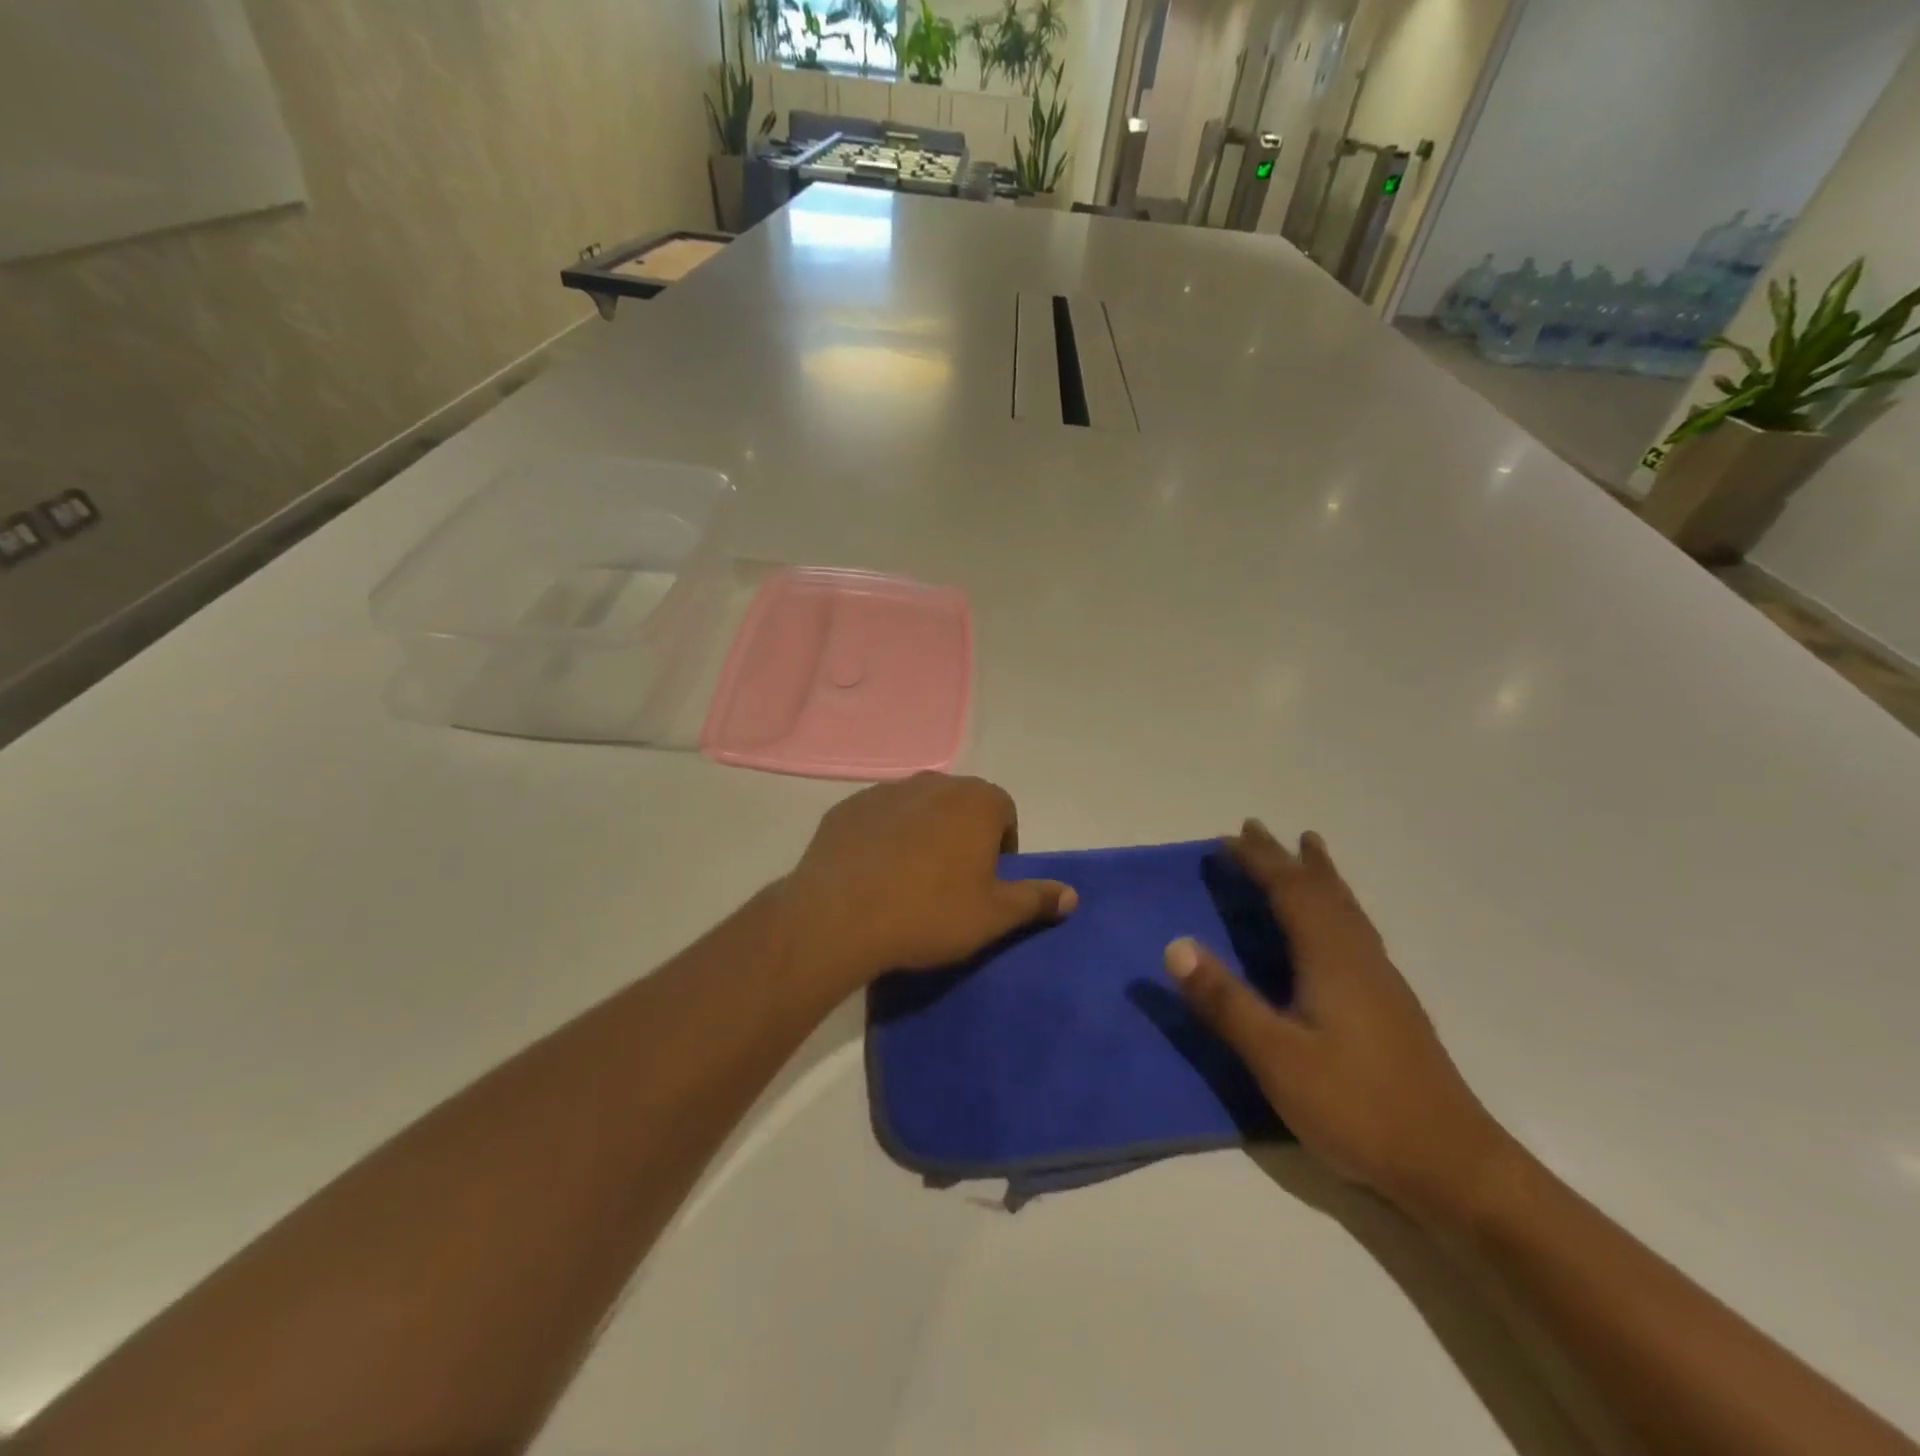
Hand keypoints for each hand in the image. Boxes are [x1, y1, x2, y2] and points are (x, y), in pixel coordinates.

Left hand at [779, 774, 1077, 992]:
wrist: (841, 916)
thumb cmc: (930, 913)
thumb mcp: (993, 915)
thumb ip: (1036, 899)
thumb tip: (1072, 895)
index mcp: (976, 801)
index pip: (1003, 812)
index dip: (1001, 846)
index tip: (987, 881)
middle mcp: (934, 783)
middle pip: (960, 805)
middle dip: (963, 836)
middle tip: (951, 882)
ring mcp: (886, 791)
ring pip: (918, 809)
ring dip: (922, 834)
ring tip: (909, 880)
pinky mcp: (848, 807)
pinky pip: (878, 819)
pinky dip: (883, 838)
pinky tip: (873, 874)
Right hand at [1165, 821, 1513, 1226]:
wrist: (1454, 1167)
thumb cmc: (1358, 1107)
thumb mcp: (1276, 1057)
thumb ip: (1225, 1001)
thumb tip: (1175, 945)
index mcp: (1331, 959)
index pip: (1290, 893)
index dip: (1259, 862)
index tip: (1228, 837)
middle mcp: (1359, 958)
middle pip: (1321, 891)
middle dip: (1287, 858)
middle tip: (1258, 829)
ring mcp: (1382, 982)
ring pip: (1346, 909)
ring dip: (1319, 875)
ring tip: (1309, 850)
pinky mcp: (1392, 1006)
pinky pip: (1356, 929)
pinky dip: (1337, 905)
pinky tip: (1337, 926)